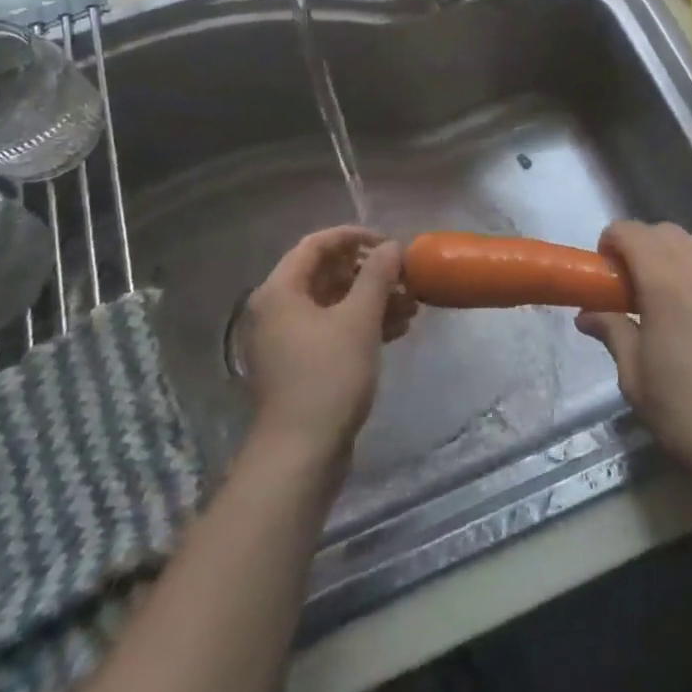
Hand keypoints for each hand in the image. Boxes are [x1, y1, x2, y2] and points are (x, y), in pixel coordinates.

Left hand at [241, 227, 415, 468]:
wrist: (301, 454)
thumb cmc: (328, 376)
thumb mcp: (359, 320)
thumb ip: (377, 276)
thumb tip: (391, 246)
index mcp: (281, 290)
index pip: (317, 244)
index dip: (355, 237)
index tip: (389, 243)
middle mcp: (278, 309)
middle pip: (327, 273)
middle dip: (370, 272)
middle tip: (405, 277)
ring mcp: (288, 339)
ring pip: (334, 303)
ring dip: (373, 299)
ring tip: (412, 305)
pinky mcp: (302, 364)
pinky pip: (334, 328)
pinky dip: (363, 324)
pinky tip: (398, 329)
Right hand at [575, 221, 691, 488]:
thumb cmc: (683, 409)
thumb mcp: (634, 375)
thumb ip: (612, 331)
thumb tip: (587, 314)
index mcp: (665, 281)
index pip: (632, 232)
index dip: (613, 242)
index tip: (608, 267)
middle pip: (668, 232)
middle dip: (646, 246)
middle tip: (639, 281)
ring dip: (683, 255)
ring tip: (680, 290)